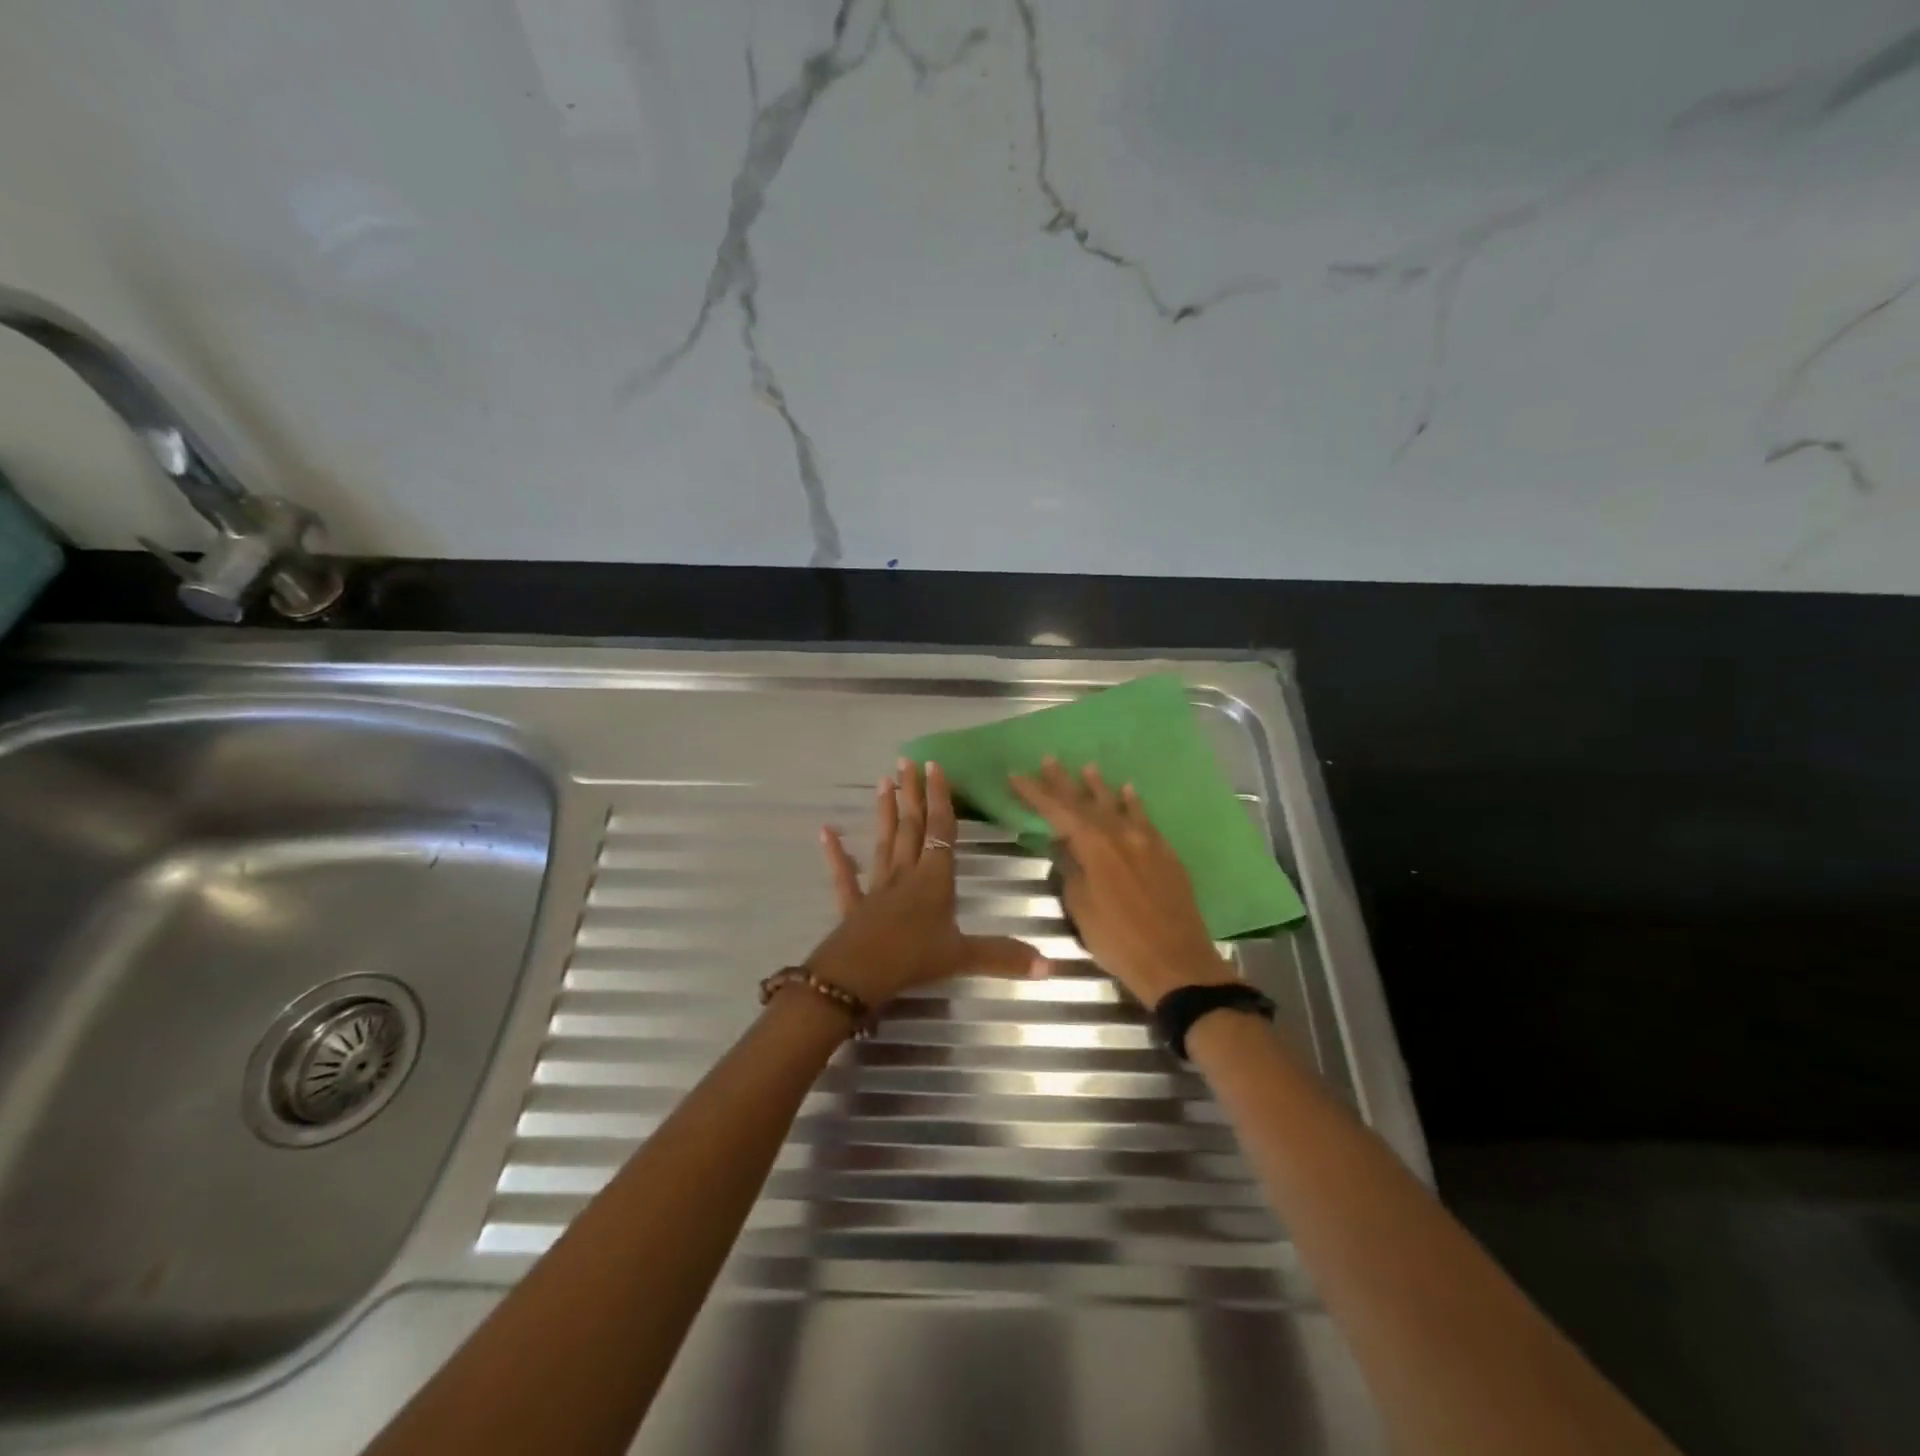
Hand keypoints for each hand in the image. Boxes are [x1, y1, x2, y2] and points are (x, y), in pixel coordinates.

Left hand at [804, 759, 1046, 1008]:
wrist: (857, 977)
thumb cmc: (913, 959)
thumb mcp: (963, 957)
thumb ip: (1004, 956)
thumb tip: (1051, 966)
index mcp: (934, 879)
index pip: (941, 831)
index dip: (941, 798)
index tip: (934, 767)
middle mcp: (906, 874)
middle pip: (911, 827)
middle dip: (912, 794)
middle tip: (906, 762)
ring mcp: (877, 888)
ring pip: (884, 842)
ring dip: (885, 812)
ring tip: (883, 782)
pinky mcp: (854, 906)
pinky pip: (844, 876)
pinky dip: (836, 854)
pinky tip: (826, 832)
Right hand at [1009, 758, 1235, 1006]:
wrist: (1176, 962)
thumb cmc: (1118, 940)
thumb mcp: (1081, 907)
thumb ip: (1071, 870)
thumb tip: (1066, 847)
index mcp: (1094, 847)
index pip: (1057, 811)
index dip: (1035, 793)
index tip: (1016, 775)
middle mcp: (1120, 835)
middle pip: (1087, 803)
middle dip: (1064, 782)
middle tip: (1049, 760)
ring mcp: (1147, 842)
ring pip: (1118, 806)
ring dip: (1100, 787)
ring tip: (1088, 768)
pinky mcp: (1166, 854)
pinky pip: (1145, 819)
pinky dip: (1134, 804)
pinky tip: (1129, 792)